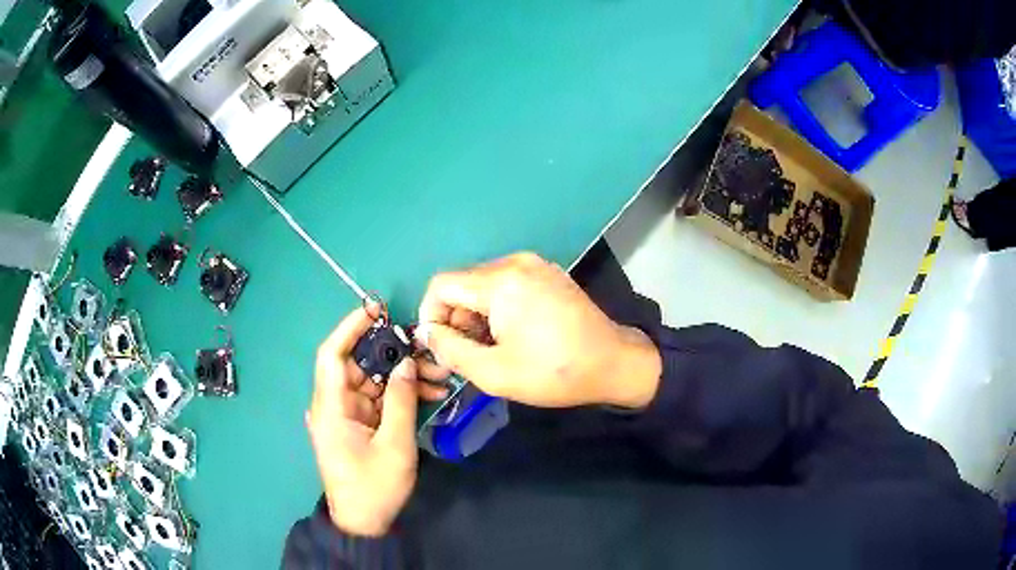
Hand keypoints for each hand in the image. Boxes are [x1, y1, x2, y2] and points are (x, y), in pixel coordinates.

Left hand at [307, 305, 448, 536]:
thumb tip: (406, 363)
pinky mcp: (357, 426)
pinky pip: (377, 400)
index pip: (332, 355)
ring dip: (402, 377)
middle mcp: (333, 405)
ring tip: (437, 376)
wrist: (364, 523)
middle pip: (358, 366)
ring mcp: (345, 416)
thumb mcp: (394, 444)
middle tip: (426, 351)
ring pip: (372, 382)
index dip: (351, 327)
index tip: (376, 309)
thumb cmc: (374, 486)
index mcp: (330, 408)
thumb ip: (401, 400)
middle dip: (392, 356)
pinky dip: (399, 395)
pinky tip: (427, 392)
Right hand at [416, 252, 661, 408]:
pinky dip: (498, 308)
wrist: (614, 363)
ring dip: (477, 316)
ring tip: (493, 349)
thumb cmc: (555, 372)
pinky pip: (506, 284)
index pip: (442, 285)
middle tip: (469, 355)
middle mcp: (516, 262)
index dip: (431, 315)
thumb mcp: (494, 372)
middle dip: (456, 319)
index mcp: (501, 281)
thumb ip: (451, 351)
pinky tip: (513, 334)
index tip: (441, 346)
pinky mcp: (547, 273)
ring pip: (483, 285)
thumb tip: (428, 333)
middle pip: (463, 284)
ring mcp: (535, 265)